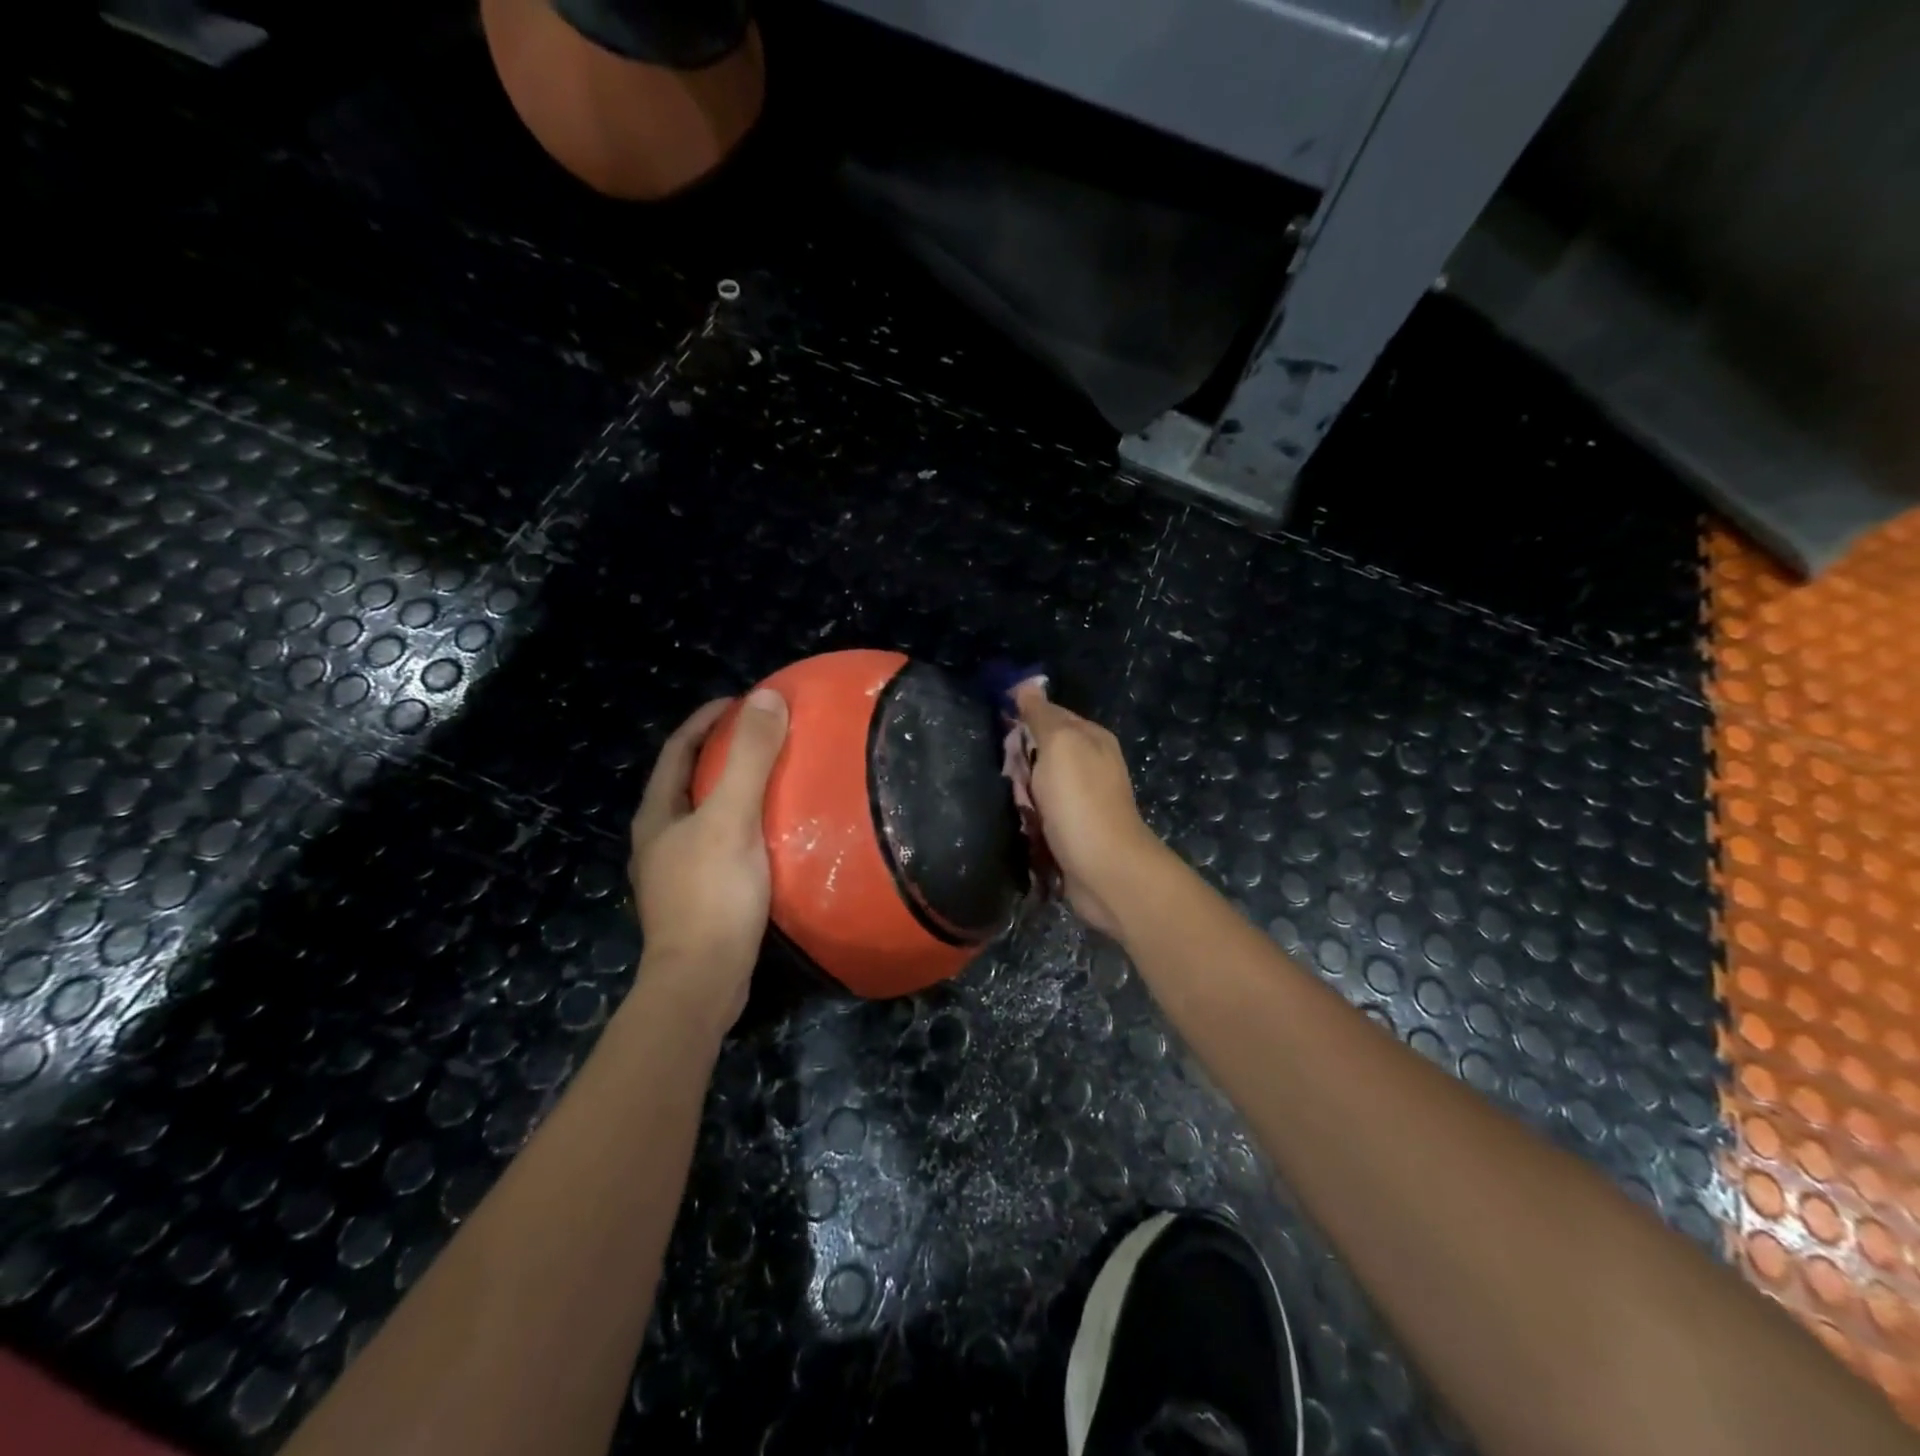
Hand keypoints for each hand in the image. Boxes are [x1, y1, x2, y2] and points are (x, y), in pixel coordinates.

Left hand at [629, 689, 788, 1024]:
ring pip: (707, 815)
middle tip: (768, 737)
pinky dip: (745, 826)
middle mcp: (660, 839)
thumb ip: (748, 759)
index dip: (707, 720)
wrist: (702, 981)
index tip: (743, 701)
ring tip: (777, 779)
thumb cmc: (712, 895)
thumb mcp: (732, 818)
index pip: (678, 749)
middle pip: (690, 780)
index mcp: (657, 814)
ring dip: (735, 791)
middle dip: (723, 753)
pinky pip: (722, 844)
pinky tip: (774, 834)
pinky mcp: (699, 898)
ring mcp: (677, 872)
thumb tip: (765, 697)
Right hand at [1014, 685, 1164, 937]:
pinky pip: (1040, 814)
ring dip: (1020, 793)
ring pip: (1037, 785)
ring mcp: (1081, 799)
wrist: (1104, 871)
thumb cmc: (1080, 802)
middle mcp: (1090, 764)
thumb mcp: (1060, 745)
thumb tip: (1027, 685)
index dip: (1020, 718)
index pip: (1048, 713)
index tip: (992, 728)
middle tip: (1002, 772)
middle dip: (1017, 761)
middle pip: (1040, 751)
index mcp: (1091, 738)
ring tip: (1007, 801)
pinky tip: (1016, 823)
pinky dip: (1027, 818)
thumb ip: (1042, 716)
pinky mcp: (1072, 830)